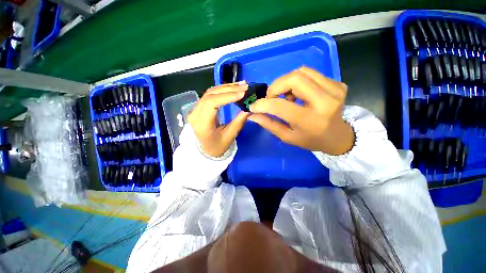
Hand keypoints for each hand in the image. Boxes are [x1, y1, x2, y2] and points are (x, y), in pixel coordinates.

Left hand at [188, 83, 250, 156]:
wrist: (206, 150)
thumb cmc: (217, 146)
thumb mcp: (229, 137)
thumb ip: (239, 122)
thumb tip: (249, 108)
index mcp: (201, 123)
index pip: (212, 103)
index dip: (227, 96)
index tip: (242, 94)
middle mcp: (196, 113)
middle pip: (210, 94)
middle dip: (229, 89)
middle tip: (245, 86)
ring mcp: (196, 109)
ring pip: (210, 92)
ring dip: (226, 87)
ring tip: (241, 85)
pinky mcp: (200, 107)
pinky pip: (211, 95)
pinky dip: (223, 90)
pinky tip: (233, 88)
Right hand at [248, 67, 354, 154]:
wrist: (337, 136)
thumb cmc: (310, 140)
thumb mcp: (287, 137)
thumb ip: (269, 124)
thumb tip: (252, 115)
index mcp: (310, 120)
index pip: (280, 106)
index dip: (263, 104)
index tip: (254, 106)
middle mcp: (325, 102)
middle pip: (293, 78)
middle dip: (276, 86)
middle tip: (272, 98)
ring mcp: (334, 90)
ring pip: (301, 72)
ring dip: (287, 83)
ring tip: (287, 97)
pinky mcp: (338, 84)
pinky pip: (311, 74)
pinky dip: (299, 81)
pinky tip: (299, 94)